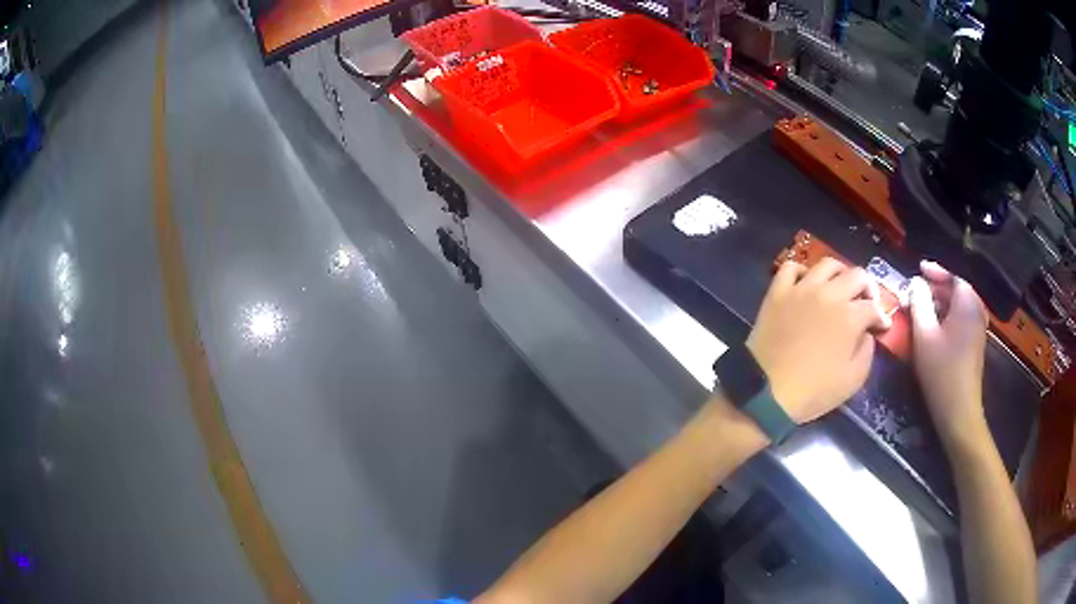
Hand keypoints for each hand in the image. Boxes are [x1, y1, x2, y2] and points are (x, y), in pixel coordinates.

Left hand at [747, 259, 890, 423]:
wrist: (766, 392)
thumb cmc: (813, 391)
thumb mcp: (853, 380)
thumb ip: (867, 352)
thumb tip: (866, 333)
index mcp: (850, 316)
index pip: (873, 307)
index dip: (881, 317)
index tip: (882, 326)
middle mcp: (829, 294)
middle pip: (856, 276)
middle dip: (867, 288)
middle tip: (867, 301)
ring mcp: (801, 289)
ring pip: (827, 264)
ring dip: (840, 273)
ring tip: (841, 286)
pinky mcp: (777, 292)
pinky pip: (790, 268)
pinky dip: (802, 271)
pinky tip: (806, 283)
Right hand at [908, 261, 988, 444]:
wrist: (959, 411)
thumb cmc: (941, 371)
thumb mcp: (924, 335)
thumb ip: (919, 303)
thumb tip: (915, 282)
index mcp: (967, 303)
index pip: (952, 276)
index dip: (935, 271)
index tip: (918, 269)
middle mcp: (976, 311)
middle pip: (957, 290)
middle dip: (936, 289)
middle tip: (916, 293)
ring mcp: (978, 329)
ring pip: (959, 306)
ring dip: (941, 304)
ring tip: (922, 310)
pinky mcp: (975, 344)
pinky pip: (962, 320)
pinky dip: (948, 317)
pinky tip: (935, 329)